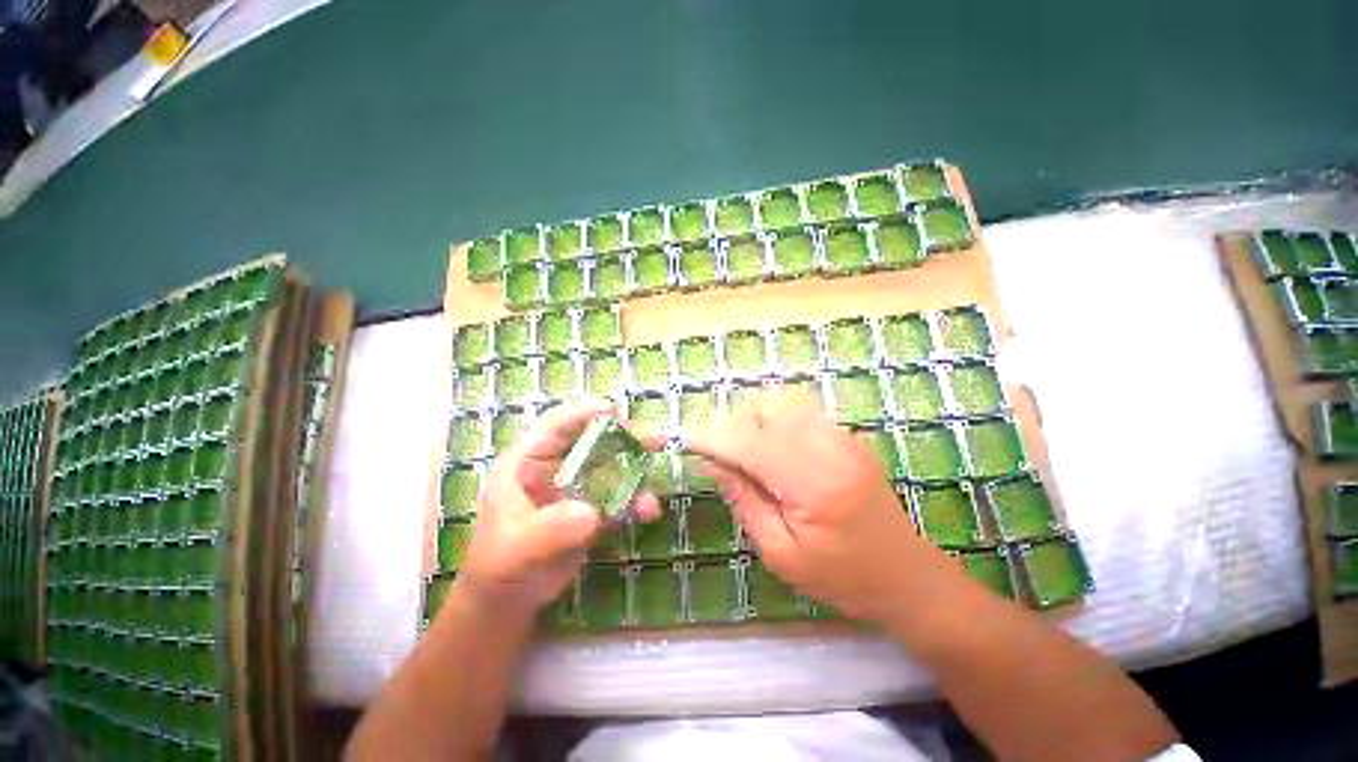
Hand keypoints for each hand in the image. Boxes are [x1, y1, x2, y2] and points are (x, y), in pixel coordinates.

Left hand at [456, 399, 660, 619]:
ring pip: (612, 466)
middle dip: (626, 437)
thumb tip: (592, 514)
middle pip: (594, 440)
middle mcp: (555, 467)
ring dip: (638, 471)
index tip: (613, 410)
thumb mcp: (519, 547)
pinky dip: (636, 500)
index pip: (556, 426)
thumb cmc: (499, 566)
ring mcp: (576, 487)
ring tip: (656, 481)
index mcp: (527, 462)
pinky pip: (619, 497)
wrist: (508, 601)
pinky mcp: (592, 508)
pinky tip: (649, 511)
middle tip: (656, 439)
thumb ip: (551, 529)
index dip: (583, 413)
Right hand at [689, 388, 951, 623]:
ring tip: (749, 452)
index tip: (689, 443)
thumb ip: (743, 499)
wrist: (908, 577)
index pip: (748, 442)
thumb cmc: (841, 578)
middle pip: (766, 406)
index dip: (713, 438)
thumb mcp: (780, 553)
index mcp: (812, 484)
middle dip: (735, 423)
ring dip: (755, 418)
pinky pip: (802, 410)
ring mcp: (844, 437)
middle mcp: (830, 447)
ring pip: (783, 401)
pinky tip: (777, 451)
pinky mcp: (849, 435)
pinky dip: (777, 421)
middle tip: (724, 454)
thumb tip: (711, 461)